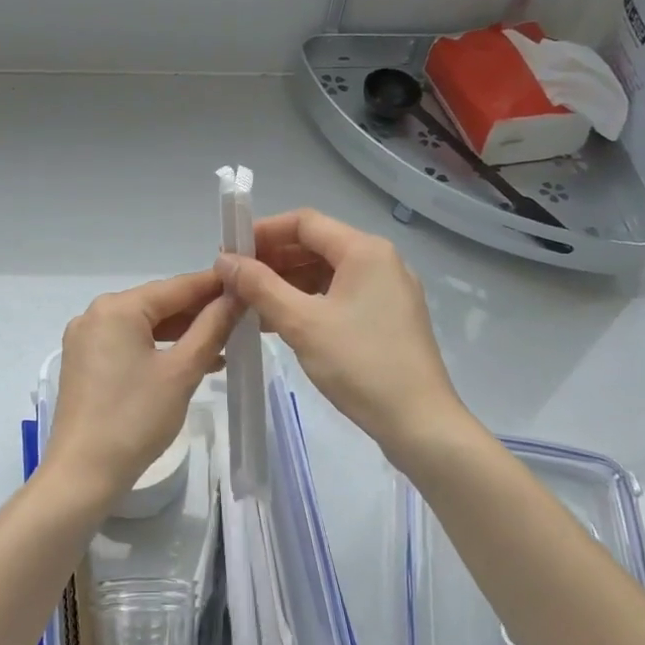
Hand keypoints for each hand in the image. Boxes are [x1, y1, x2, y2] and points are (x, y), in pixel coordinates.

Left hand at [44, 271, 241, 506]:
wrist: (84, 472)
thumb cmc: (136, 418)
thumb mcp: (182, 371)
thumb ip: (212, 327)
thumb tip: (236, 296)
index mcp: (117, 308)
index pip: (176, 286)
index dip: (214, 285)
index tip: (248, 283)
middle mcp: (95, 314)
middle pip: (158, 304)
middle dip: (199, 312)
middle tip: (241, 317)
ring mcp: (85, 339)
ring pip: (144, 326)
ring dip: (181, 334)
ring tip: (223, 345)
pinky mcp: (83, 363)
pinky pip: (128, 344)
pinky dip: (158, 349)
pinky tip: (187, 362)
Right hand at [216, 209, 465, 453]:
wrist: (419, 422)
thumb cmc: (359, 365)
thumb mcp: (302, 323)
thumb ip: (260, 286)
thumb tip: (224, 260)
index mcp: (365, 251)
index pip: (305, 222)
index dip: (263, 232)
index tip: (230, 252)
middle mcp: (381, 261)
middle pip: (317, 245)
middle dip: (273, 260)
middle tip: (234, 281)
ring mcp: (388, 290)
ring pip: (328, 273)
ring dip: (288, 283)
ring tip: (250, 304)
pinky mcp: (389, 317)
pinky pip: (341, 295)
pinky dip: (309, 302)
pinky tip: (281, 322)